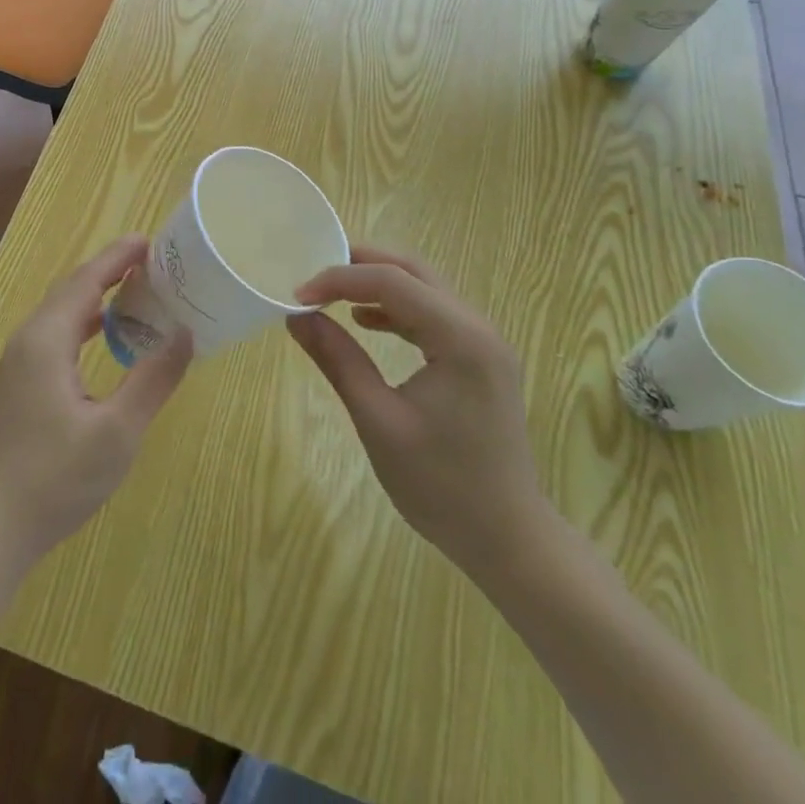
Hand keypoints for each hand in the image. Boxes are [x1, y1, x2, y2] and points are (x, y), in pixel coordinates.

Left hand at [0, 235, 192, 566]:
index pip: (86, 280)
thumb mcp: (117, 431)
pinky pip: (55, 334)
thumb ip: (153, 379)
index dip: (118, 257)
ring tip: (136, 292)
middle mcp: (28, 340)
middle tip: (152, 263)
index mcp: (47, 339)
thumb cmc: (56, 478)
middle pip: (71, 290)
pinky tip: (105, 337)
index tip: (150, 240)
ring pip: (61, 313)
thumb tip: (185, 334)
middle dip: (109, 271)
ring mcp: (18, 363)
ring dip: (97, 296)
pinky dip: (84, 323)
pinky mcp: (18, 384)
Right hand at [289, 246, 548, 578]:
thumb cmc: (440, 485)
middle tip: (313, 274)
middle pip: (413, 271)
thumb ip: (338, 360)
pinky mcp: (480, 359)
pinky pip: (434, 314)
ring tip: (331, 294)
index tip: (298, 295)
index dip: (339, 279)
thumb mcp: (377, 420)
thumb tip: (296, 317)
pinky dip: (397, 308)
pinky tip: (366, 321)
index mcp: (460, 338)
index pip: (391, 281)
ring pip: (424, 288)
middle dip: (360, 264)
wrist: (508, 539)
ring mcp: (484, 342)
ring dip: (378, 283)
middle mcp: (478, 327)